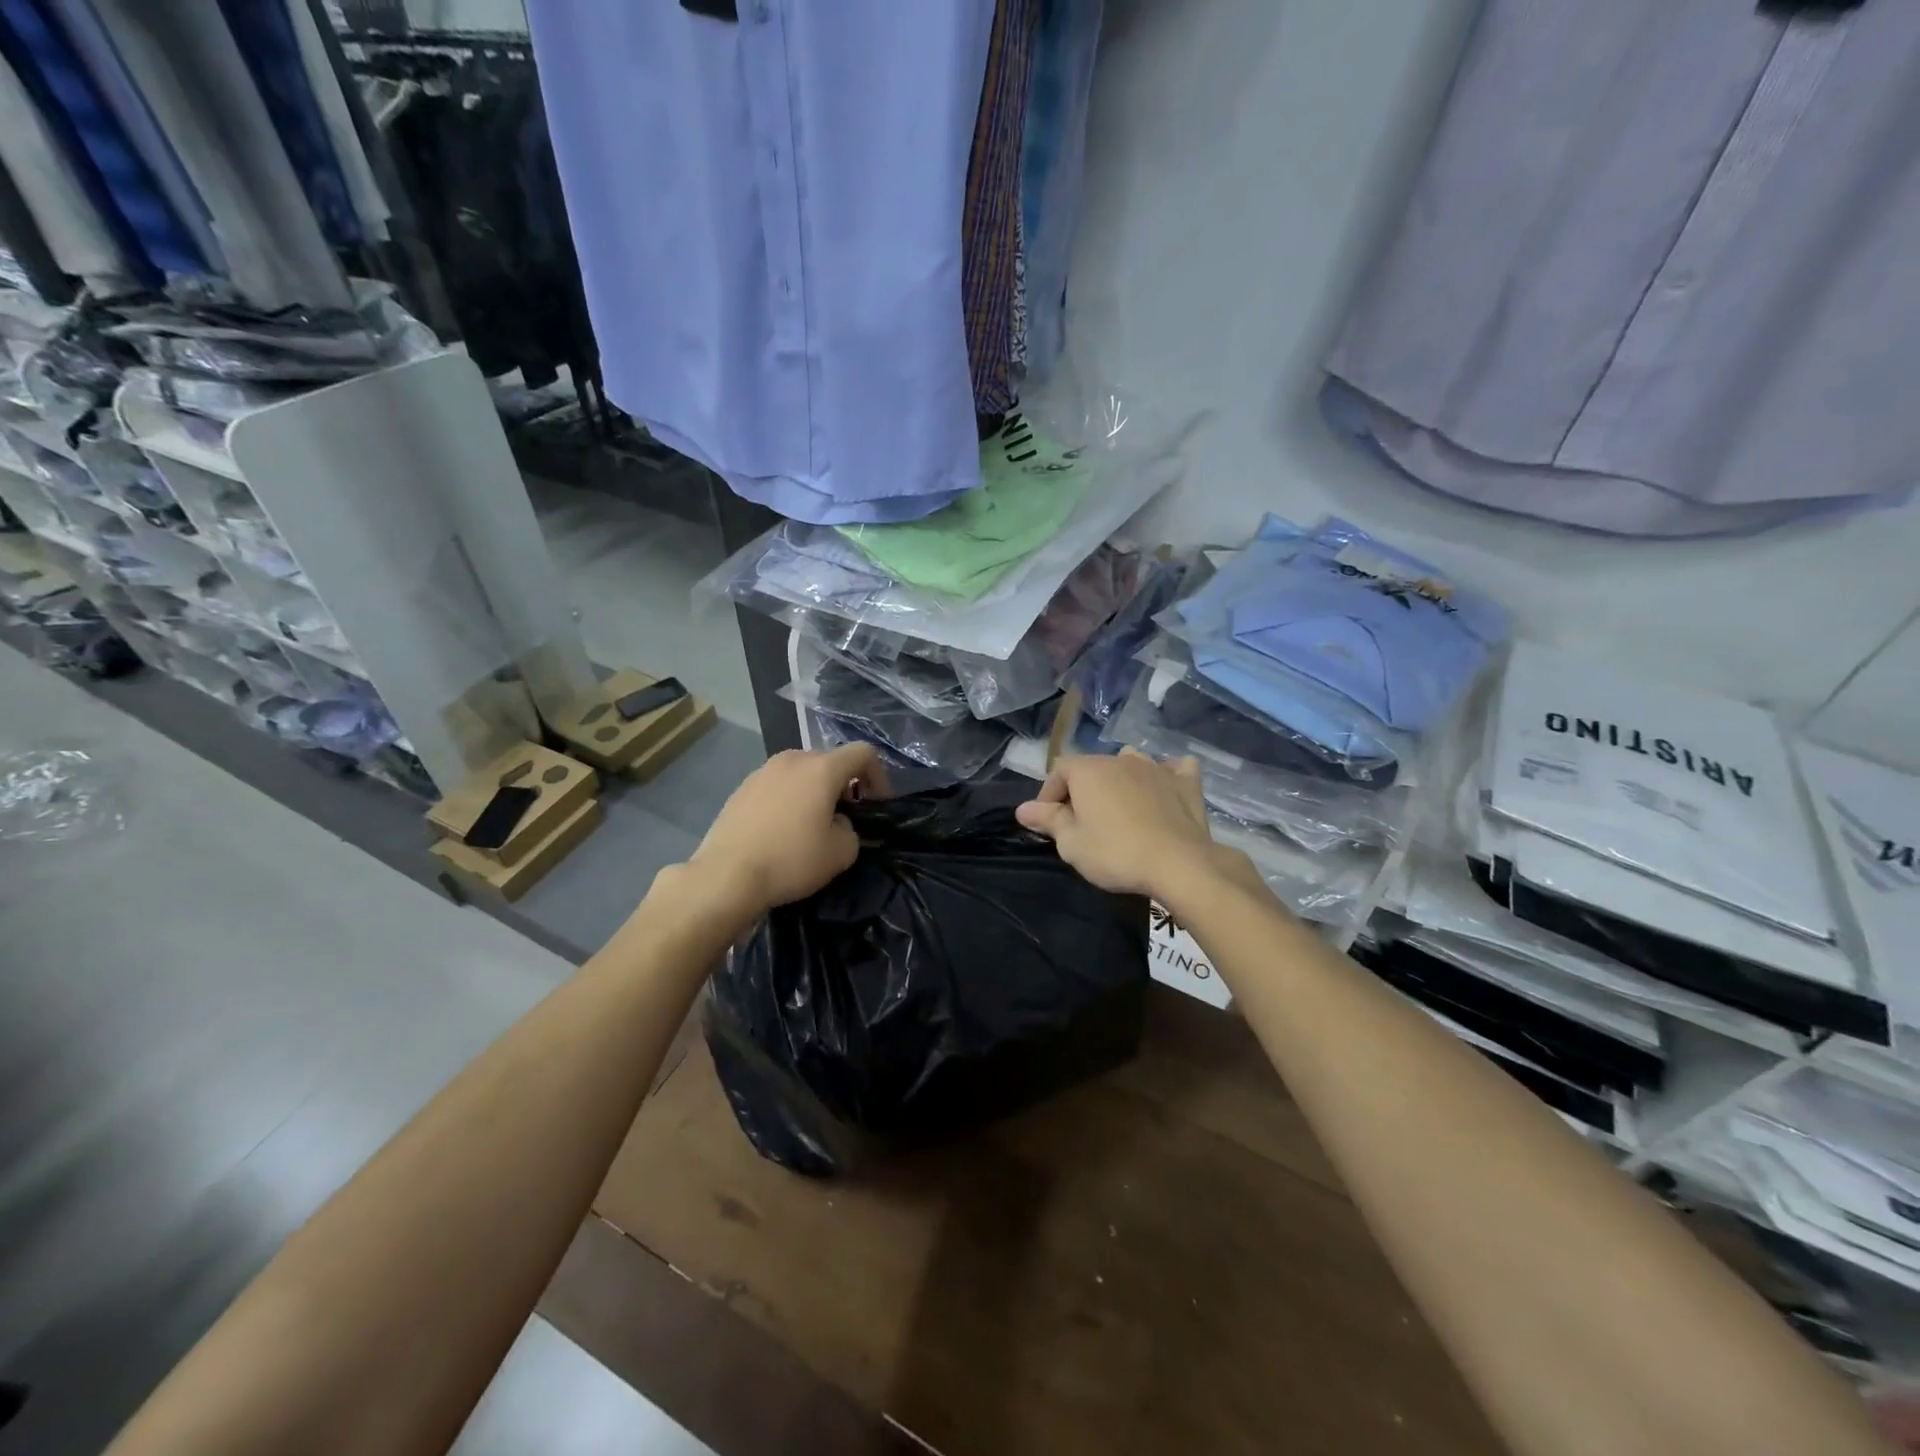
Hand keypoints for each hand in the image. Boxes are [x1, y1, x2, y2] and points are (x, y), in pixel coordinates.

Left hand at [686, 744, 888, 918]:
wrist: (726, 876)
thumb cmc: (791, 860)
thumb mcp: (841, 852)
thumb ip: (851, 830)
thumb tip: (837, 823)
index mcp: (821, 768)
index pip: (862, 753)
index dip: (879, 775)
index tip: (877, 803)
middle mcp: (792, 760)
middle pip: (830, 761)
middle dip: (844, 785)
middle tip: (846, 817)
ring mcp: (762, 772)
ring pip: (801, 774)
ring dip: (814, 792)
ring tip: (812, 825)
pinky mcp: (741, 789)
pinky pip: (777, 787)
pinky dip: (789, 801)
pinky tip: (782, 832)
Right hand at [1017, 749, 1228, 901]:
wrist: (1178, 864)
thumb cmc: (1115, 853)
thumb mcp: (1071, 844)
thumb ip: (1048, 821)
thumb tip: (1023, 809)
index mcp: (1089, 770)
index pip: (1059, 770)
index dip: (1049, 794)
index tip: (1049, 821)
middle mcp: (1121, 759)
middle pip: (1093, 766)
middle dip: (1082, 789)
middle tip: (1081, 821)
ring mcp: (1156, 768)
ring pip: (1131, 761)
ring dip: (1120, 778)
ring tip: (1119, 805)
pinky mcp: (1186, 783)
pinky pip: (1174, 769)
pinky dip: (1166, 776)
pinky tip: (1164, 789)